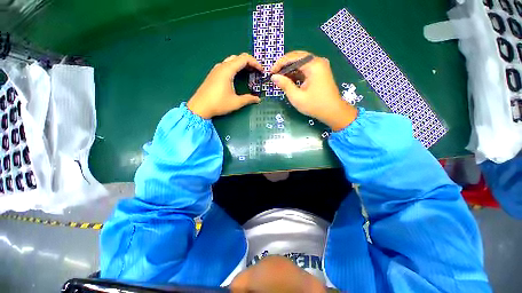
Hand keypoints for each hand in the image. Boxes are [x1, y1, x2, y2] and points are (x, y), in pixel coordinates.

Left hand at [187, 53, 262, 118]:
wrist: (200, 107)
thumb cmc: (218, 104)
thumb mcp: (236, 102)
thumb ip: (248, 99)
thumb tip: (258, 99)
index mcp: (227, 70)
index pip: (244, 59)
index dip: (255, 63)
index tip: (261, 71)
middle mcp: (221, 66)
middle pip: (238, 57)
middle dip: (250, 63)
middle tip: (257, 72)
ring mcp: (216, 70)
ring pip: (232, 61)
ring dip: (242, 65)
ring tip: (249, 73)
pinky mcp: (213, 74)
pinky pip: (227, 66)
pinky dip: (235, 68)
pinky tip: (237, 76)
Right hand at [271, 51, 357, 130]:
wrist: (333, 112)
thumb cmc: (315, 105)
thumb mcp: (297, 97)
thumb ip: (285, 85)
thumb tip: (274, 77)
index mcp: (313, 65)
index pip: (293, 57)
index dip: (280, 63)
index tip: (271, 72)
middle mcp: (317, 62)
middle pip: (297, 57)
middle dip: (284, 65)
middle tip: (274, 74)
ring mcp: (319, 67)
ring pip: (300, 63)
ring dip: (289, 70)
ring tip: (280, 78)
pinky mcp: (319, 72)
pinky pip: (305, 69)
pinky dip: (296, 73)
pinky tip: (289, 80)